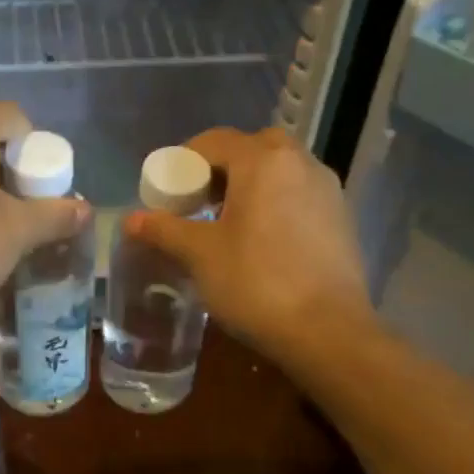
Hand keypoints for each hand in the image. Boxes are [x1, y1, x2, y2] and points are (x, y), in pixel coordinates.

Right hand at [124, 127, 373, 368]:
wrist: (329, 332)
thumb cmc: (256, 283)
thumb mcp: (200, 255)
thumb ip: (164, 229)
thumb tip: (131, 219)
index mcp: (263, 160)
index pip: (214, 141)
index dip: (183, 161)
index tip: (167, 190)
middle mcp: (300, 162)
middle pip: (251, 148)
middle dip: (220, 168)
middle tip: (198, 200)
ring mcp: (327, 189)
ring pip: (279, 170)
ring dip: (250, 184)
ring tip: (227, 222)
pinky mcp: (342, 217)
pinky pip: (299, 193)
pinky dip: (275, 202)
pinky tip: (261, 240)